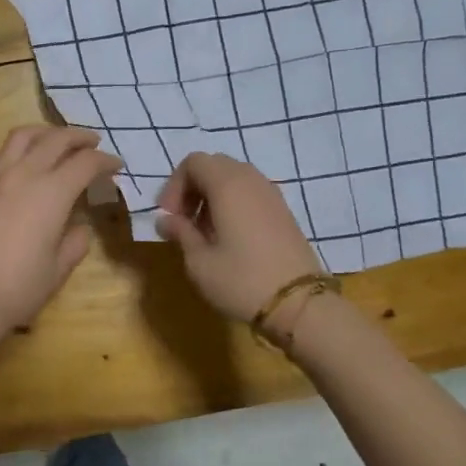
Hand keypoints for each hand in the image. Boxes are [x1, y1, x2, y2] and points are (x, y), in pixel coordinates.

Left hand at [0, 126, 122, 349]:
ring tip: (55, 141)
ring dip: (45, 133)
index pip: (86, 163)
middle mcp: (24, 174)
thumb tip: (78, 228)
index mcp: (52, 193)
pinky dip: (13, 151)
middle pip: (56, 139)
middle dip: (79, 138)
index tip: (116, 167)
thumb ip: (75, 242)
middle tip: (93, 143)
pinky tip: (17, 162)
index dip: (105, 162)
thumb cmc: (17, 289)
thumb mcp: (58, 270)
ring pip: (22, 136)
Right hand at [156, 153, 320, 323]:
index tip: (169, 216)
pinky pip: (250, 193)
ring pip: (234, 178)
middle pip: (214, 166)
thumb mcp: (200, 261)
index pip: (193, 162)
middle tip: (183, 221)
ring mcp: (271, 194)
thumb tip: (166, 220)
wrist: (299, 304)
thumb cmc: (242, 280)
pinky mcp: (283, 211)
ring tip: (204, 232)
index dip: (174, 185)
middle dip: (192, 188)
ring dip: (212, 197)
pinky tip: (229, 237)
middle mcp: (251, 180)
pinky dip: (233, 204)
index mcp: (228, 184)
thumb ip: (180, 232)